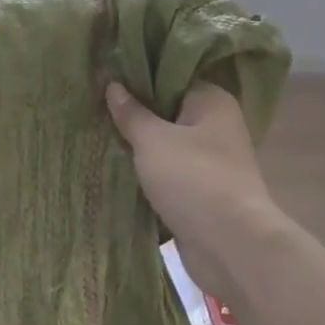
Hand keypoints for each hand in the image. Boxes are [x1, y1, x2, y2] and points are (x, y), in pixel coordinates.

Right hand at [106, 82, 286, 305]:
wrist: (229, 245)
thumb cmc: (193, 178)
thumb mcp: (152, 140)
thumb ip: (131, 113)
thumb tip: (113, 85)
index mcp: (213, 102)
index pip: (173, 78)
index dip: (140, 79)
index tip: (107, 80)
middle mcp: (217, 127)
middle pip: (168, 113)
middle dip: (135, 116)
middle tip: (96, 109)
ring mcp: (211, 163)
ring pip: (166, 147)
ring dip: (139, 149)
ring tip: (99, 138)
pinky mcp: (202, 194)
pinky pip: (168, 176)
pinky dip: (147, 176)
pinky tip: (116, 171)